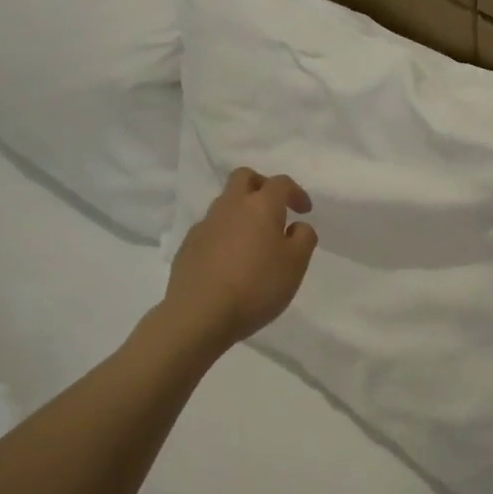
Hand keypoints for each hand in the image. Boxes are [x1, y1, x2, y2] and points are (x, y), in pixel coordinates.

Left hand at [164, 167, 318, 345]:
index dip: (296, 192)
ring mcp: (205, 225)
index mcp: (260, 206)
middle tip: (275, 208)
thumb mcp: (296, 264)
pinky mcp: (188, 246)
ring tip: (254, 241)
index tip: (304, 211)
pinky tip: (231, 260)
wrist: (200, 315)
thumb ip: (303, 237)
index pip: (280, 183)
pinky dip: (225, 234)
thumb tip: (295, 226)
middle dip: (262, 186)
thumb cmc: (257, 287)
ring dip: (242, 212)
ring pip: (225, 203)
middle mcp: (230, 206)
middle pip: (244, 177)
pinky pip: (211, 228)